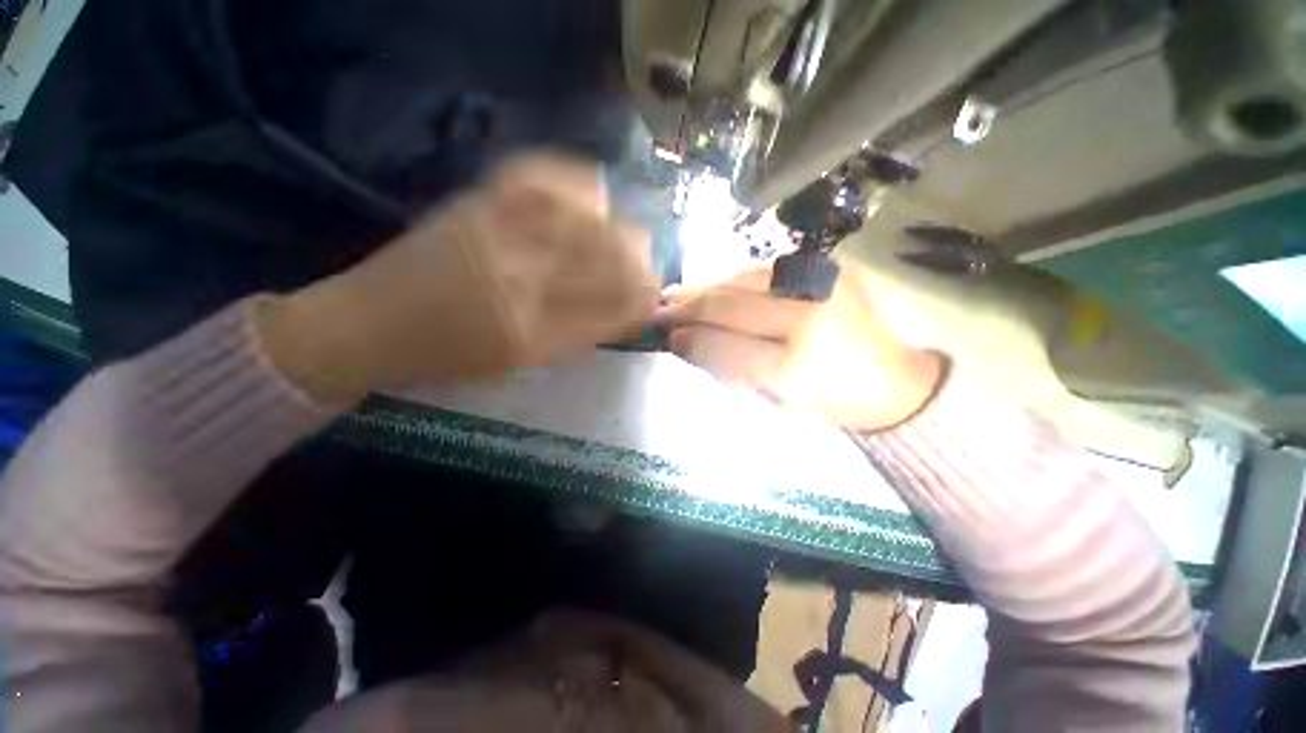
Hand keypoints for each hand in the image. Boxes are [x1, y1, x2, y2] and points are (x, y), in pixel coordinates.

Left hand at [260, 153, 660, 403]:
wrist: (367, 324)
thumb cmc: (446, 357)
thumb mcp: (518, 363)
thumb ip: (574, 339)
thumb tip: (620, 314)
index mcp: (530, 334)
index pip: (609, 312)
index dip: (640, 303)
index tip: (654, 300)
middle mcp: (518, 281)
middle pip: (603, 264)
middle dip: (639, 267)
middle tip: (651, 269)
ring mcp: (496, 234)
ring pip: (582, 222)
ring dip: (619, 230)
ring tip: (633, 237)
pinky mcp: (475, 204)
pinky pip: (539, 179)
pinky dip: (576, 181)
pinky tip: (595, 193)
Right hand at [658, 262, 943, 431]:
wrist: (894, 379)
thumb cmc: (831, 402)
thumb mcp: (775, 401)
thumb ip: (729, 369)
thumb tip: (686, 344)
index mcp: (796, 368)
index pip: (725, 347)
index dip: (691, 339)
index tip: (666, 337)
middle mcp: (808, 319)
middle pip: (731, 305)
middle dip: (689, 307)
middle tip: (659, 309)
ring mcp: (821, 287)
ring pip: (744, 280)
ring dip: (706, 287)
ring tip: (677, 293)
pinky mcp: (829, 270)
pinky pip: (766, 271)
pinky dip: (732, 279)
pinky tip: (714, 285)